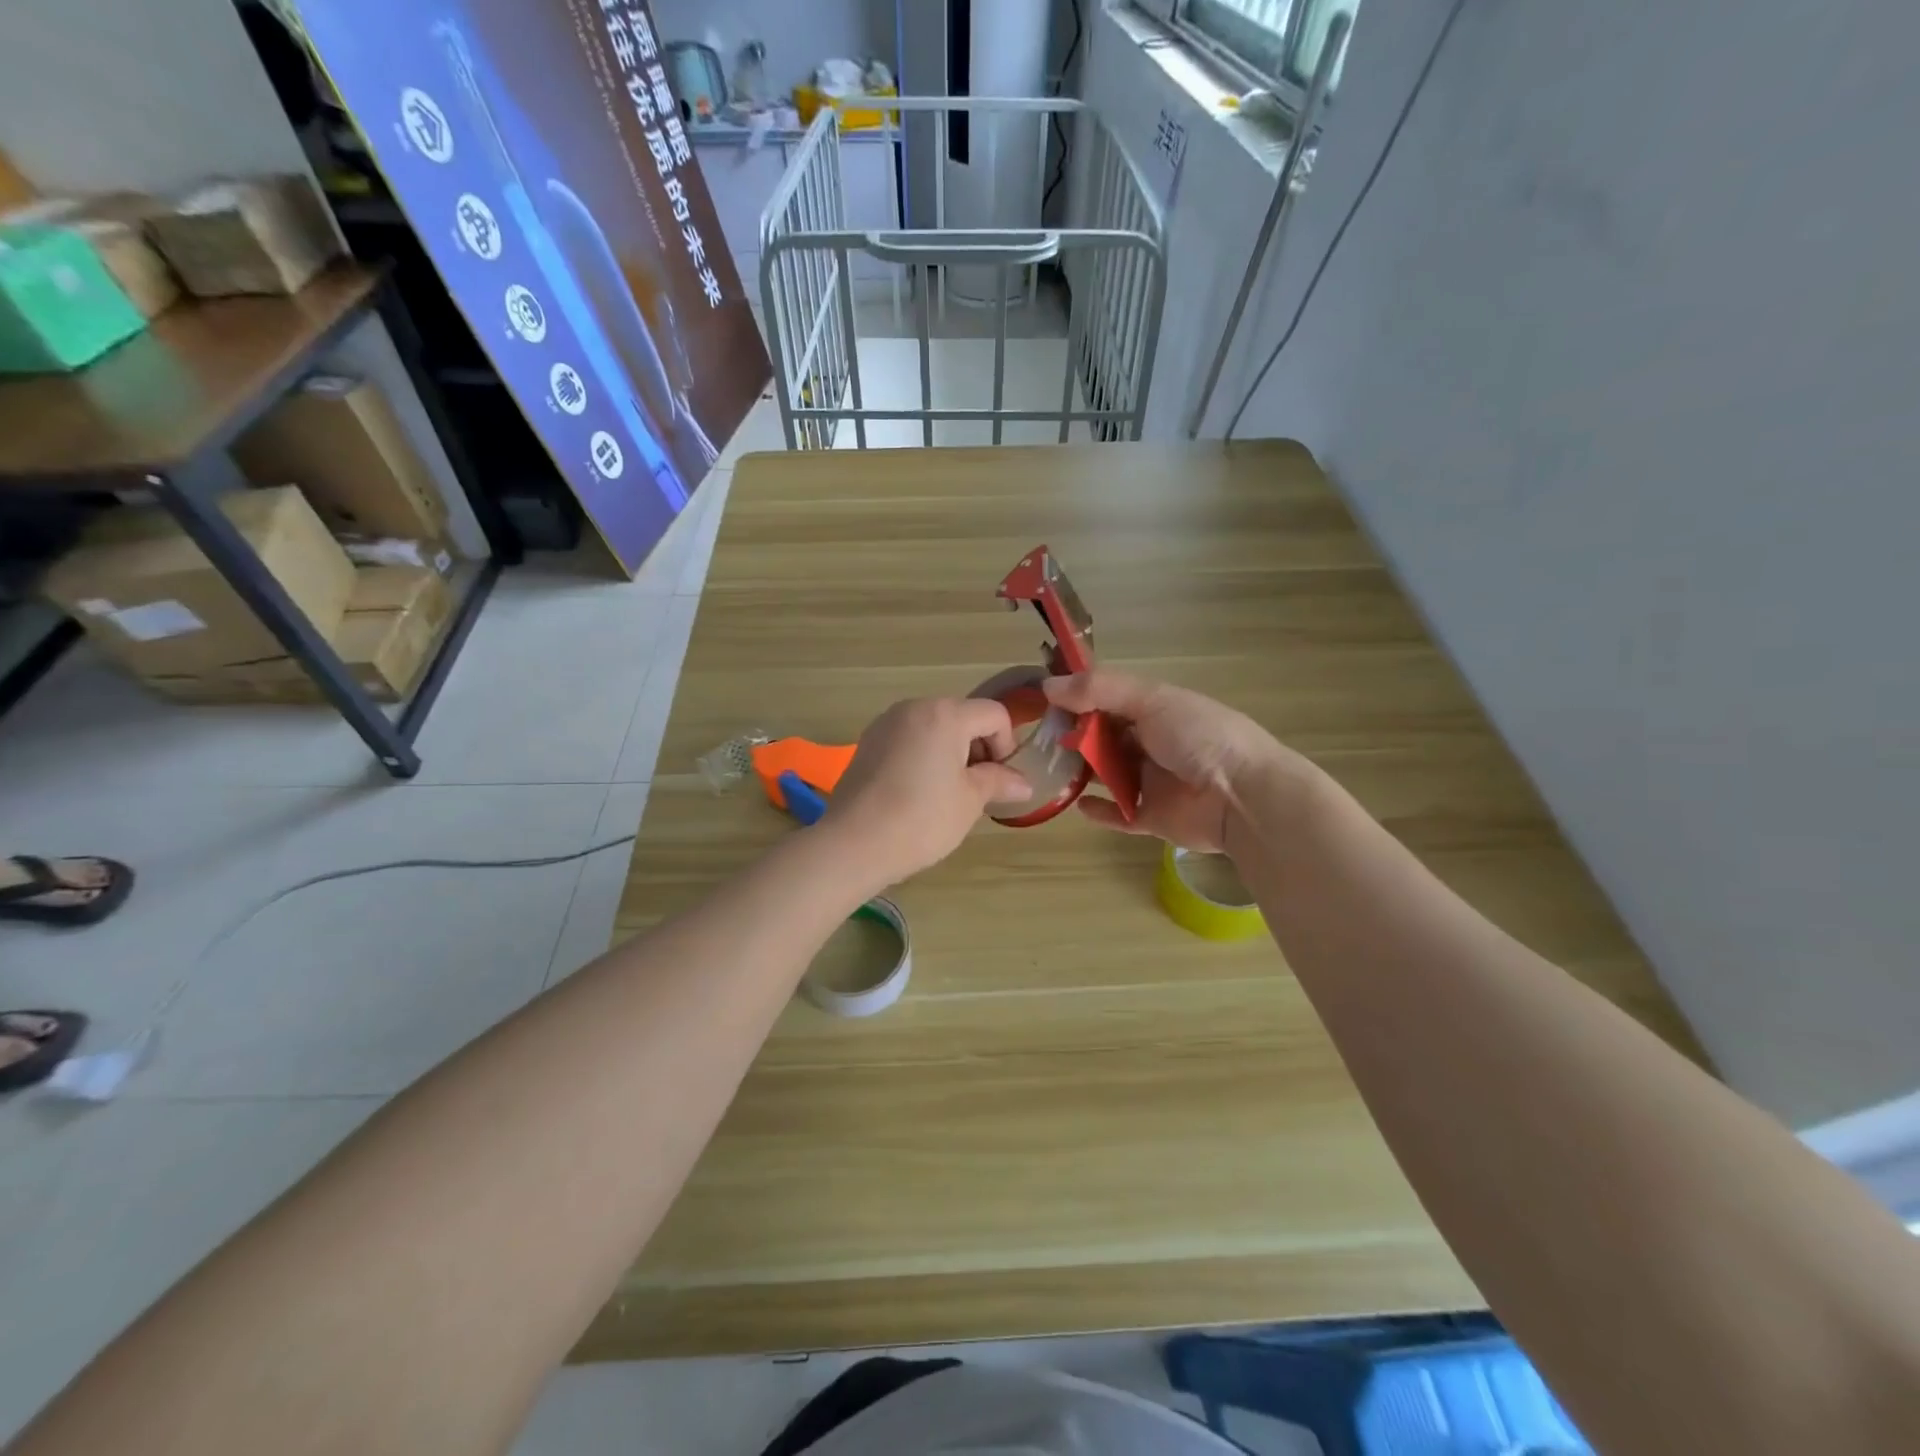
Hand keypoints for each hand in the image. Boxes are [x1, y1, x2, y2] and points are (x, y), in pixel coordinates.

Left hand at [822, 698, 1030, 888]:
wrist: (854, 844)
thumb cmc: (922, 819)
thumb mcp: (970, 800)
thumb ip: (999, 782)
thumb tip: (1023, 782)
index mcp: (945, 714)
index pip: (994, 715)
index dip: (1007, 746)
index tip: (1000, 781)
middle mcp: (913, 708)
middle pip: (962, 717)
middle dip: (978, 749)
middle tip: (977, 790)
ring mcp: (886, 724)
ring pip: (934, 729)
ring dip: (951, 754)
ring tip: (947, 794)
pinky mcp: (867, 743)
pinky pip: (909, 740)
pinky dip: (923, 757)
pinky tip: (917, 794)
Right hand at [1042, 671, 1288, 853]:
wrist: (1243, 796)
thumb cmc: (1199, 736)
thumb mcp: (1151, 700)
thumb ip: (1099, 690)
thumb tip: (1047, 685)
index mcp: (1158, 710)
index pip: (1110, 699)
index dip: (1079, 698)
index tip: (1043, 700)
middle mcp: (1154, 743)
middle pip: (1106, 738)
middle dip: (1076, 736)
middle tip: (1041, 740)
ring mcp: (1154, 782)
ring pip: (1109, 775)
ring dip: (1083, 772)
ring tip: (1050, 771)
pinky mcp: (1153, 817)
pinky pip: (1120, 814)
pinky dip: (1100, 811)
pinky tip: (1078, 806)